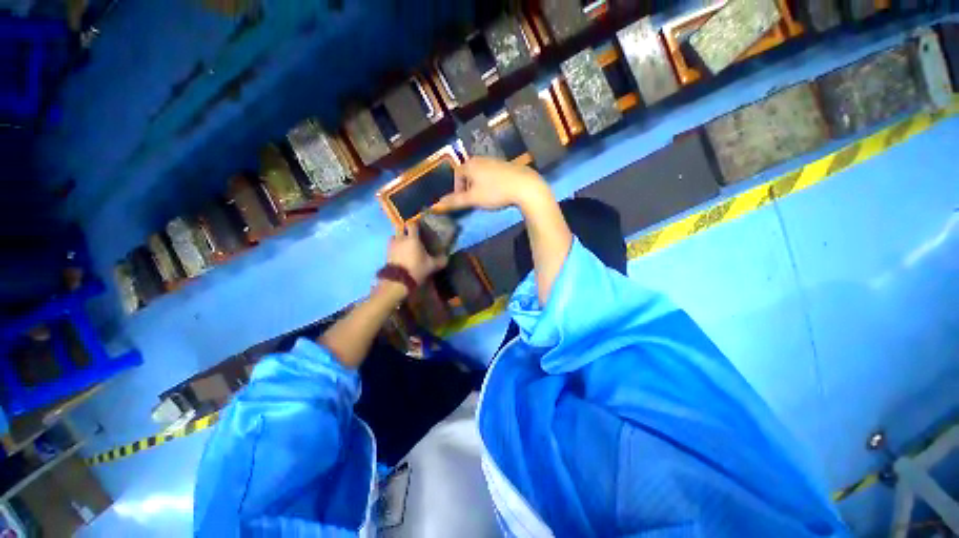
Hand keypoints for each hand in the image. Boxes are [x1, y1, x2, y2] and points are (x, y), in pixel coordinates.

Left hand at [385, 222, 447, 286]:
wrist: (398, 281)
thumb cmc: (416, 269)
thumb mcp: (432, 266)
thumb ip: (440, 260)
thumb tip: (446, 257)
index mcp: (412, 239)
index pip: (412, 224)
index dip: (416, 223)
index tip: (420, 225)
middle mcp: (401, 239)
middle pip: (400, 227)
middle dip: (405, 228)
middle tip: (411, 233)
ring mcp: (392, 245)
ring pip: (394, 236)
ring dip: (398, 237)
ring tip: (404, 242)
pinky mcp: (387, 253)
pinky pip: (391, 245)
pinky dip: (395, 246)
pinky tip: (400, 251)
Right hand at [434, 157, 548, 211]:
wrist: (524, 186)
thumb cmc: (495, 192)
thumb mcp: (473, 199)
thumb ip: (455, 201)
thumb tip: (436, 204)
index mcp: (470, 164)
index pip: (457, 174)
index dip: (457, 189)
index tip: (463, 201)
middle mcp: (480, 159)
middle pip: (468, 173)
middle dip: (468, 187)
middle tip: (473, 200)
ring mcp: (494, 161)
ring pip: (480, 173)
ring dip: (479, 185)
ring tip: (486, 197)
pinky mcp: (506, 165)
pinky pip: (492, 174)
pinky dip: (490, 183)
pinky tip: (498, 191)